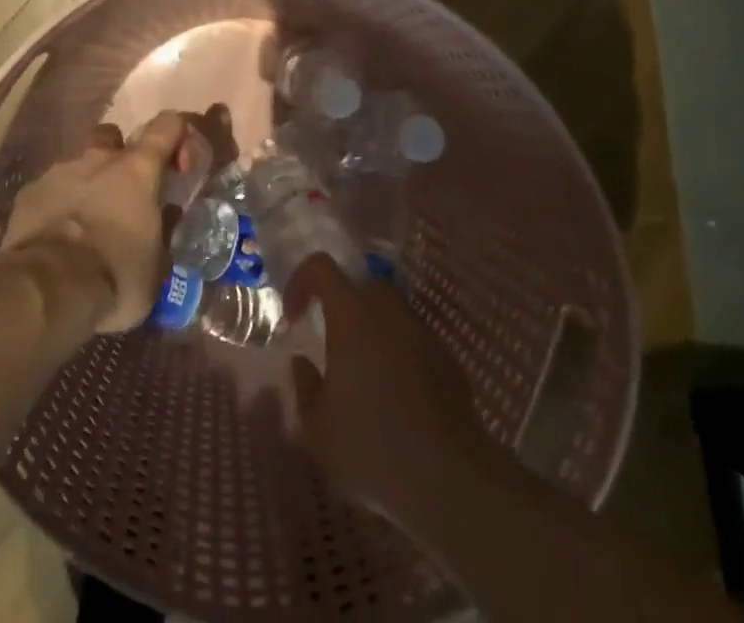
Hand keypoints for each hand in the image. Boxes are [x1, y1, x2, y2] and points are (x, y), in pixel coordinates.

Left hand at [3, 110, 187, 332]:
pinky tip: (56, 236)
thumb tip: (166, 219)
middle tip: (124, 194)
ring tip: (86, 224)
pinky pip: (49, 190)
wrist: (47, 290)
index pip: (167, 125)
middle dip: (119, 157)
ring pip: (78, 165)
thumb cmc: (115, 275)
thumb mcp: (157, 267)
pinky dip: (56, 206)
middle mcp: (99, 158)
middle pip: (113, 136)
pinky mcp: (28, 193)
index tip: (178, 165)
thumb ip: (163, 232)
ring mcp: (59, 171)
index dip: (176, 135)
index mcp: (138, 169)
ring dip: (86, 185)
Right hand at [285, 256, 499, 536]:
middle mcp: (388, 311)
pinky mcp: (446, 357)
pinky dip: (399, 355)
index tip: (294, 318)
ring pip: (390, 312)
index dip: (301, 281)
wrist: (449, 478)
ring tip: (365, 377)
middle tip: (333, 344)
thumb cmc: (372, 447)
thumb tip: (302, 362)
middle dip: (343, 305)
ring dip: (372, 331)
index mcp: (352, 315)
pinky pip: (413, 341)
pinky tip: (396, 398)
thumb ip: (304, 386)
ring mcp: (421, 332)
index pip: (321, 266)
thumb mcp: (318, 428)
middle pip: (362, 285)